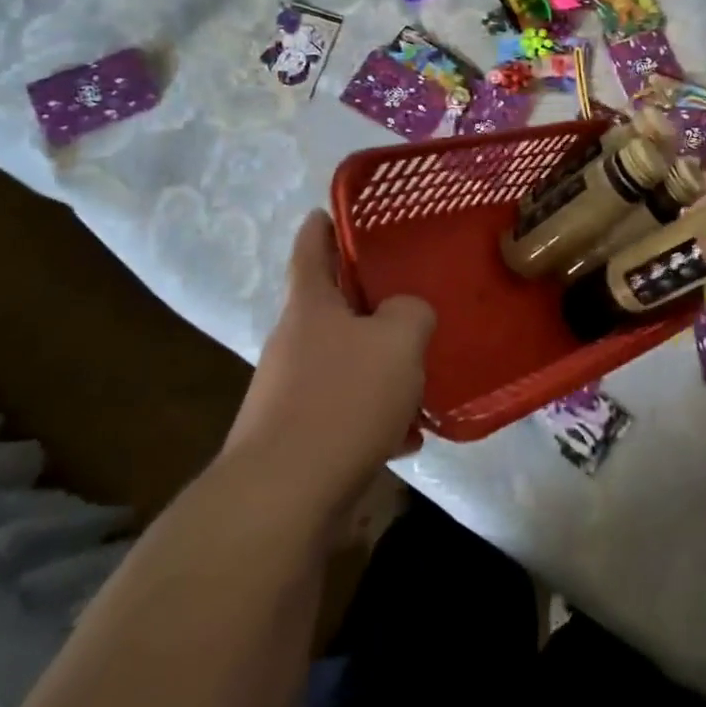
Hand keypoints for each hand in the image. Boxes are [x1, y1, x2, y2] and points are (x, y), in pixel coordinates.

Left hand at [224, 211, 435, 512]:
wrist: (285, 496)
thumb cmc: (343, 398)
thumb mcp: (398, 338)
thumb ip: (411, 312)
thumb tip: (405, 315)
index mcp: (311, 307)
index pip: (311, 251)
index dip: (320, 228)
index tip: (326, 210)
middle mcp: (293, 344)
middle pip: (332, 312)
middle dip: (368, 306)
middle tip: (409, 301)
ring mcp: (290, 393)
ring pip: (345, 365)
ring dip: (379, 368)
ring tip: (421, 379)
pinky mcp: (297, 438)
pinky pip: (346, 412)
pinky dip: (376, 417)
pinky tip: (407, 437)